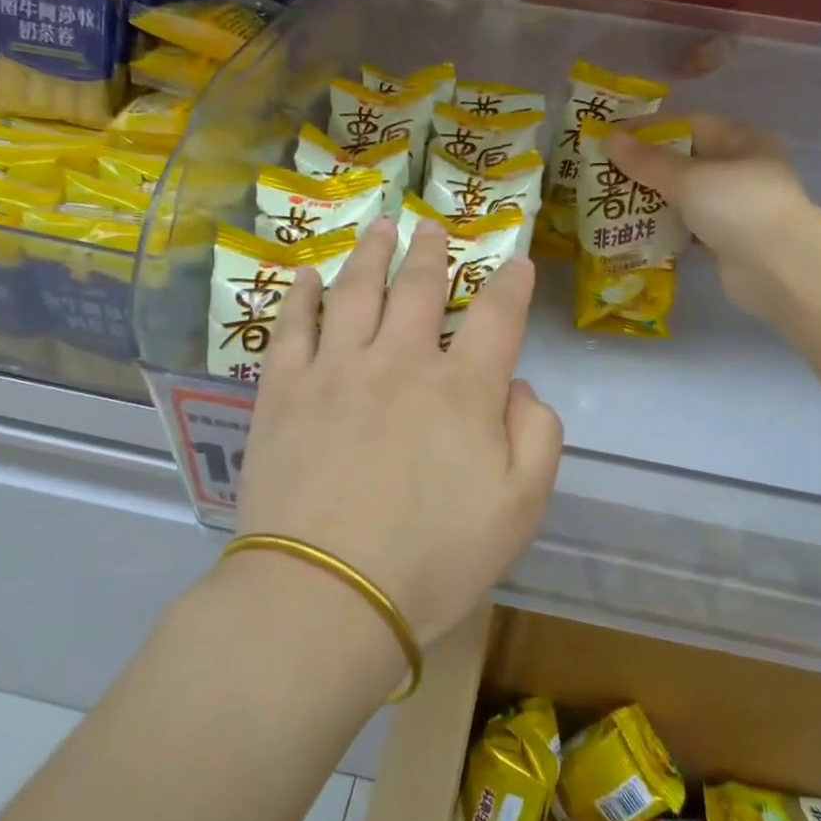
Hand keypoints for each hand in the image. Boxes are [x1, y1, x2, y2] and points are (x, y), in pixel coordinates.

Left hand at [232, 217, 563, 647]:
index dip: (511, 284)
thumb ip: (536, 437)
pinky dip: (302, 294)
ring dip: (371, 253)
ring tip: (380, 226)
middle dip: (432, 253)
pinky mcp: (284, 390)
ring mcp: (336, 369)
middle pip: (419, 288)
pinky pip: (292, 326)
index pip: (497, 316)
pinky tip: (306, 275)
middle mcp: (400, 361)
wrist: (327, 593)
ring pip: (356, 290)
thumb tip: (518, 389)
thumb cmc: (433, 559)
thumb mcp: (520, 509)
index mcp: (462, 388)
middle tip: (432, 228)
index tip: (517, 261)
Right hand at [606, 114, 819, 326]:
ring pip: (685, 197)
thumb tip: (608, 140)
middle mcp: (740, 170)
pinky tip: (635, 231)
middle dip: (646, 168)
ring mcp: (735, 208)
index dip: (649, 129)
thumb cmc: (737, 207)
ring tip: (613, 202)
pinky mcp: (726, 241)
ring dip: (652, 200)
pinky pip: (688, 228)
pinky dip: (664, 229)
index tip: (612, 138)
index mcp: (740, 141)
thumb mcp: (689, 177)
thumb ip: (647, 161)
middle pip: (685, 161)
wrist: (778, 268)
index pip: (688, 125)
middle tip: (605, 173)